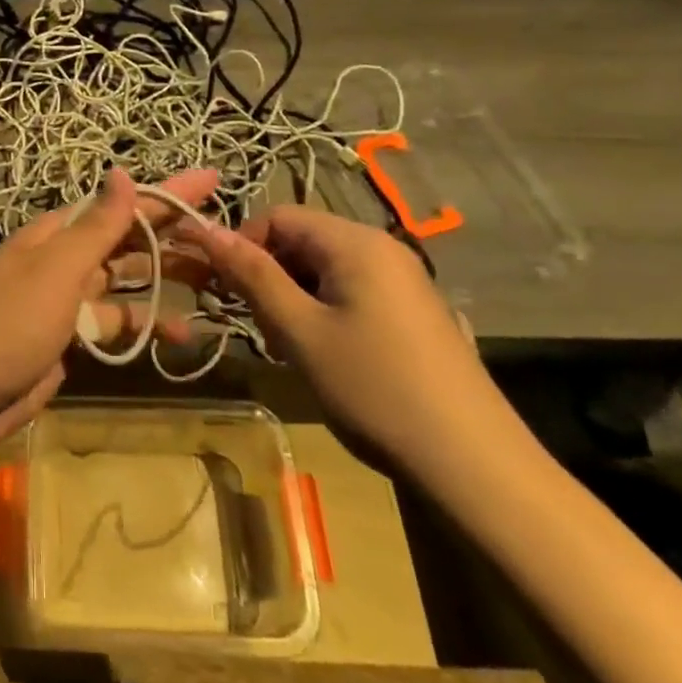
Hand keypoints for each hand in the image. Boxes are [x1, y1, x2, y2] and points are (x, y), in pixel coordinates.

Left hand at [0, 167, 215, 454]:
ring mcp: (66, 300)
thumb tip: (123, 172)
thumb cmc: (8, 325)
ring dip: (164, 281)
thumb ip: (95, 227)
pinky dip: (143, 327)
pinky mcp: (69, 338)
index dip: (167, 193)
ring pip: (125, 282)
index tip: (212, 179)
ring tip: (215, 285)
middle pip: (126, 241)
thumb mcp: (56, 271)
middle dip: (172, 237)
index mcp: (57, 234)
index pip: (121, 204)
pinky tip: (177, 336)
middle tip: (225, 240)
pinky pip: (115, 323)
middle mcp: (63, 259)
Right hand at [190, 206, 526, 485]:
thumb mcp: (300, 332)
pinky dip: (324, 312)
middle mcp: (382, 248)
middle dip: (268, 275)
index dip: (242, 246)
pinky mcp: (414, 312)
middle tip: (257, 325)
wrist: (476, 466)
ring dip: (294, 298)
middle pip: (303, 240)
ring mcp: (404, 281)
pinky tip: (326, 357)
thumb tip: (205, 230)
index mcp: (355, 242)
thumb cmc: (375, 389)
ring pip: (324, 269)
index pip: (278, 216)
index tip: (223, 290)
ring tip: (290, 347)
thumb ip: (252, 276)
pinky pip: (352, 291)